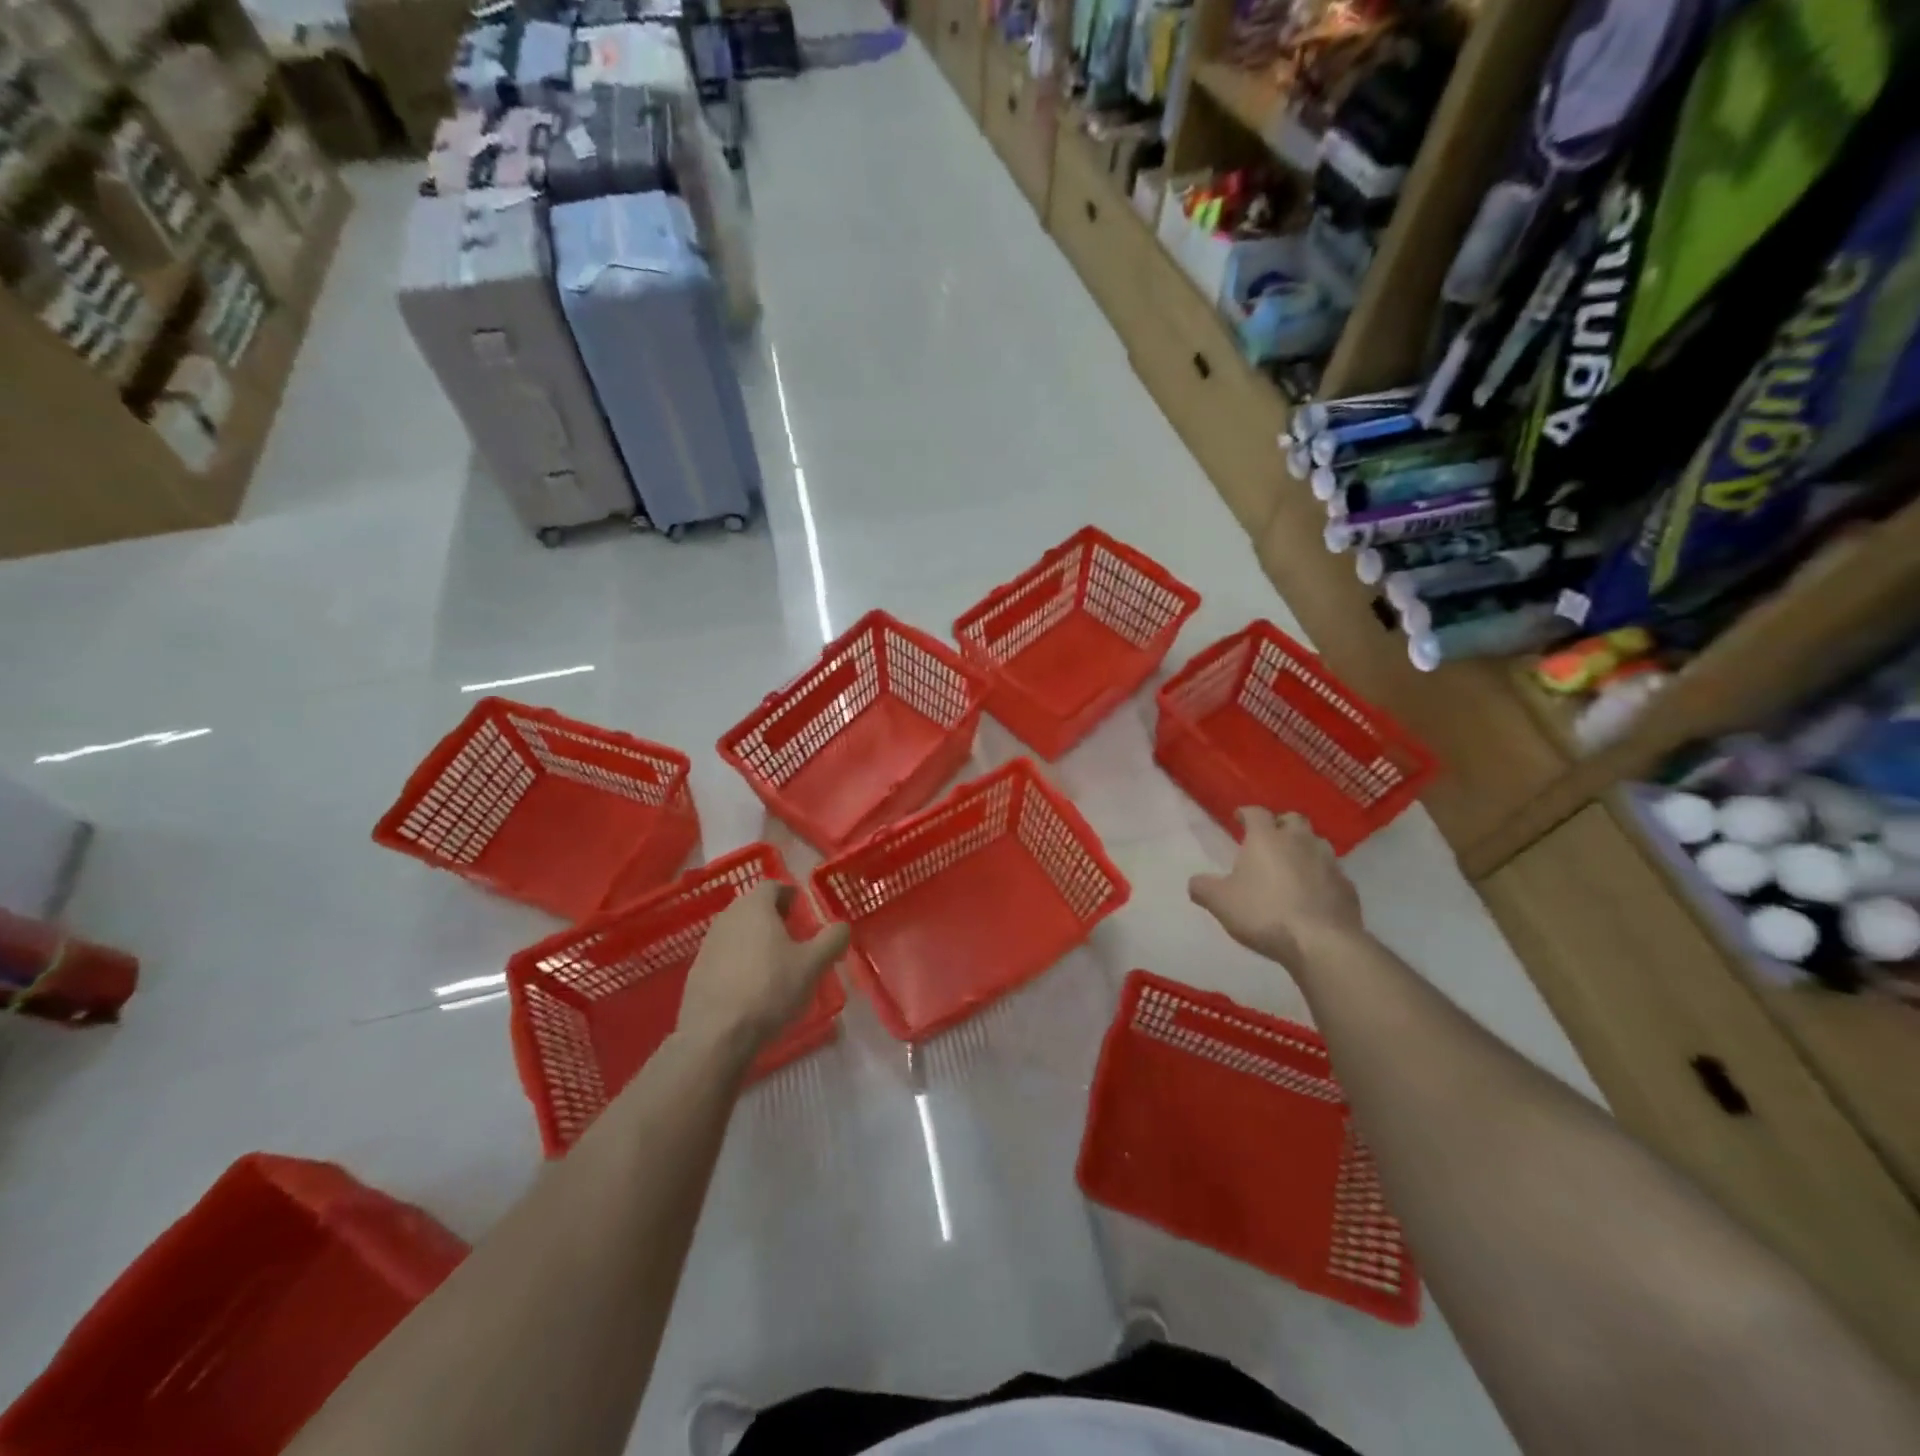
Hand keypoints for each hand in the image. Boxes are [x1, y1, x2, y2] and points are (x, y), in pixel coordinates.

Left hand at [678, 882, 850, 1061]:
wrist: (716, 1034)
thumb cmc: (769, 988)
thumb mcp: (812, 965)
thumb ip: (831, 939)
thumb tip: (842, 926)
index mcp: (755, 907)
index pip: (772, 886)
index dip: (789, 894)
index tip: (801, 910)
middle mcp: (727, 917)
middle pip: (753, 906)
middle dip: (773, 916)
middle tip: (792, 934)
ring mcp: (708, 943)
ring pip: (737, 930)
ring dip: (755, 938)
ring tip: (774, 961)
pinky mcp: (697, 970)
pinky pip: (724, 954)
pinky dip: (739, 960)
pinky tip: (751, 983)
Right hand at [1188, 809, 1363, 971]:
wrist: (1321, 942)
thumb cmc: (1263, 913)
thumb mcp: (1220, 902)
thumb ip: (1203, 888)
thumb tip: (1196, 883)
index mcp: (1266, 838)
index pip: (1256, 812)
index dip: (1246, 813)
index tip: (1239, 818)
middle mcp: (1300, 841)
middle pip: (1293, 819)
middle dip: (1281, 824)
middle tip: (1270, 838)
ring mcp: (1329, 862)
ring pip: (1317, 843)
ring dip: (1304, 847)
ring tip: (1293, 864)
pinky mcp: (1347, 886)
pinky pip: (1332, 872)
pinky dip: (1321, 876)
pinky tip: (1313, 892)